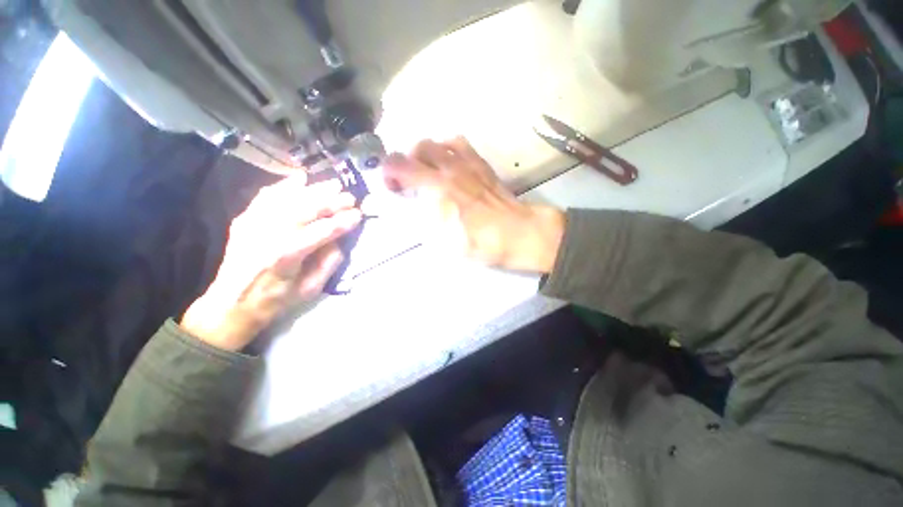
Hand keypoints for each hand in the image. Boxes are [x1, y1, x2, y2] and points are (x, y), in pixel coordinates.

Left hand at [181, 177, 361, 350]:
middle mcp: (268, 235)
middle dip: (332, 201)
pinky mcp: (245, 220)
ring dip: (314, 190)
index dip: (343, 222)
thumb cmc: (276, 300)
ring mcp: (253, 224)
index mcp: (286, 256)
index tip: (359, 215)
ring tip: (334, 185)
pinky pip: (266, 197)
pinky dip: (285, 186)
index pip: (322, 232)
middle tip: (350, 197)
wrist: (231, 304)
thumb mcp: (310, 289)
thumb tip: (339, 240)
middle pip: (305, 210)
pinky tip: (301, 178)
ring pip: (288, 199)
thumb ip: (329, 263)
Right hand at [383, 137, 564, 272]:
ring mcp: (467, 162)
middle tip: (408, 181)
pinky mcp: (480, 163)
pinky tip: (448, 163)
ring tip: (426, 170)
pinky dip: (446, 148)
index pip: (399, 165)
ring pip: (436, 142)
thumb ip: (419, 220)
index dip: (388, 173)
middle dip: (405, 163)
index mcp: (437, 187)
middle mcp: (449, 168)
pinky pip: (458, 143)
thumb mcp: (442, 241)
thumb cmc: (480, 242)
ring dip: (424, 154)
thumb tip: (404, 207)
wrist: (517, 232)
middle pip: (416, 148)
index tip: (391, 187)